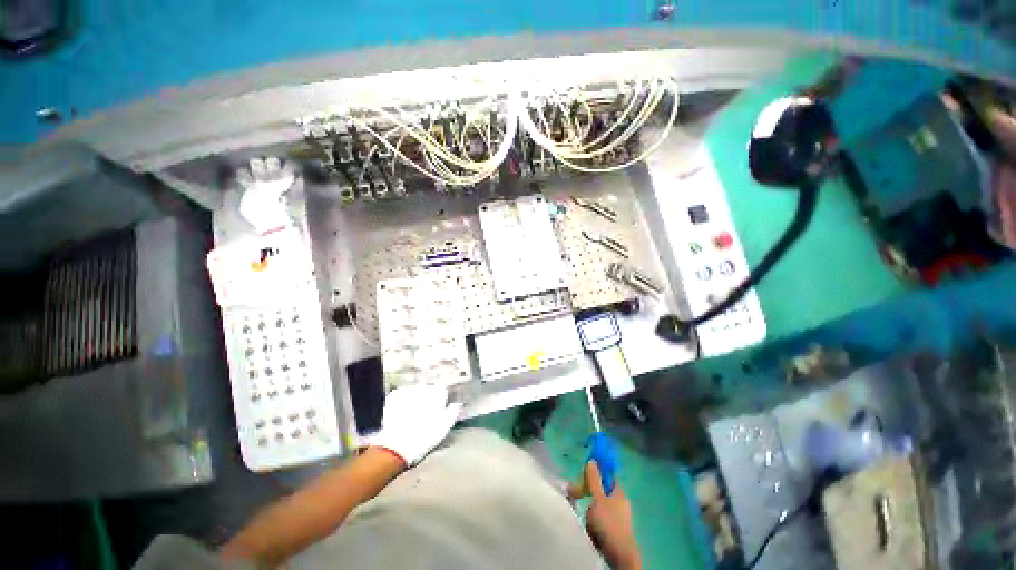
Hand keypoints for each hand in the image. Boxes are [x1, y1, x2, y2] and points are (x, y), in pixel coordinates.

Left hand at [370, 384, 462, 466]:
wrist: (397, 446)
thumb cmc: (424, 437)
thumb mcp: (445, 427)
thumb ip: (453, 412)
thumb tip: (457, 405)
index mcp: (438, 393)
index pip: (442, 390)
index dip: (441, 400)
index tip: (438, 409)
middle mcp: (423, 388)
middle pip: (428, 390)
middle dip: (427, 399)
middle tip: (425, 415)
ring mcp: (408, 391)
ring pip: (415, 392)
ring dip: (415, 400)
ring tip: (412, 416)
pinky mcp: (394, 397)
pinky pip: (401, 395)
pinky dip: (402, 402)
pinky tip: (402, 414)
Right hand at [584, 462, 640, 569]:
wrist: (619, 555)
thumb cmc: (609, 523)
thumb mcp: (598, 498)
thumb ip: (594, 480)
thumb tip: (592, 460)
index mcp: (619, 493)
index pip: (608, 476)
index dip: (597, 473)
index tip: (584, 475)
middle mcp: (619, 503)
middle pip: (600, 492)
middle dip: (588, 495)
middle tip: (576, 495)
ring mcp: (617, 518)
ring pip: (597, 507)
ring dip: (589, 512)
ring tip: (586, 518)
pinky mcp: (613, 531)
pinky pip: (599, 521)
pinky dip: (593, 523)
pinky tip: (590, 528)